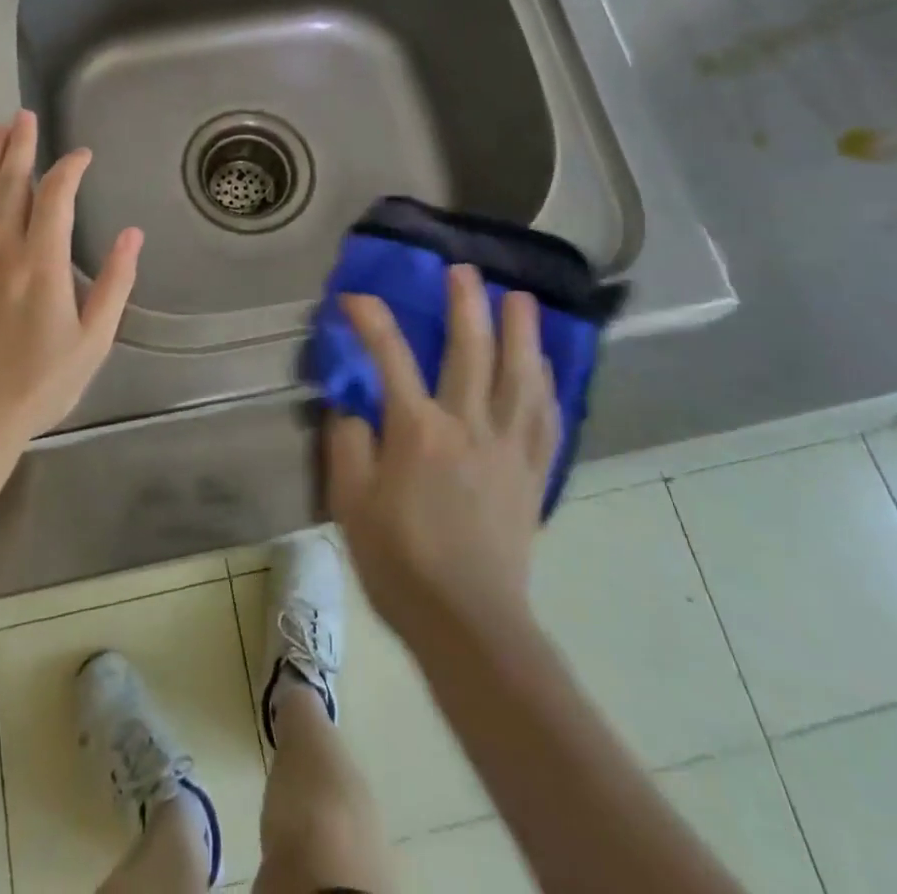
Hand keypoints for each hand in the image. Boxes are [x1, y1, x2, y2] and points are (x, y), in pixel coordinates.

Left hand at [0, 110, 142, 460]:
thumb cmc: (35, 385)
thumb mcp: (92, 342)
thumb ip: (114, 284)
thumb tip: (133, 235)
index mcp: (41, 261)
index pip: (56, 196)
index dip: (70, 168)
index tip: (82, 156)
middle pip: (10, 182)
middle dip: (20, 145)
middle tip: (24, 116)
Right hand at [327, 267, 559, 650]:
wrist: (469, 624)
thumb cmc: (400, 563)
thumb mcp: (351, 503)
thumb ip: (349, 445)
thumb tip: (352, 407)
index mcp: (418, 430)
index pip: (390, 357)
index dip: (371, 321)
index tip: (356, 297)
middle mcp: (468, 425)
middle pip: (471, 351)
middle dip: (466, 305)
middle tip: (464, 271)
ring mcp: (507, 448)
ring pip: (520, 376)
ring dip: (521, 333)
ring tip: (521, 299)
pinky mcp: (532, 474)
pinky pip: (545, 419)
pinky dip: (547, 385)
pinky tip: (546, 366)